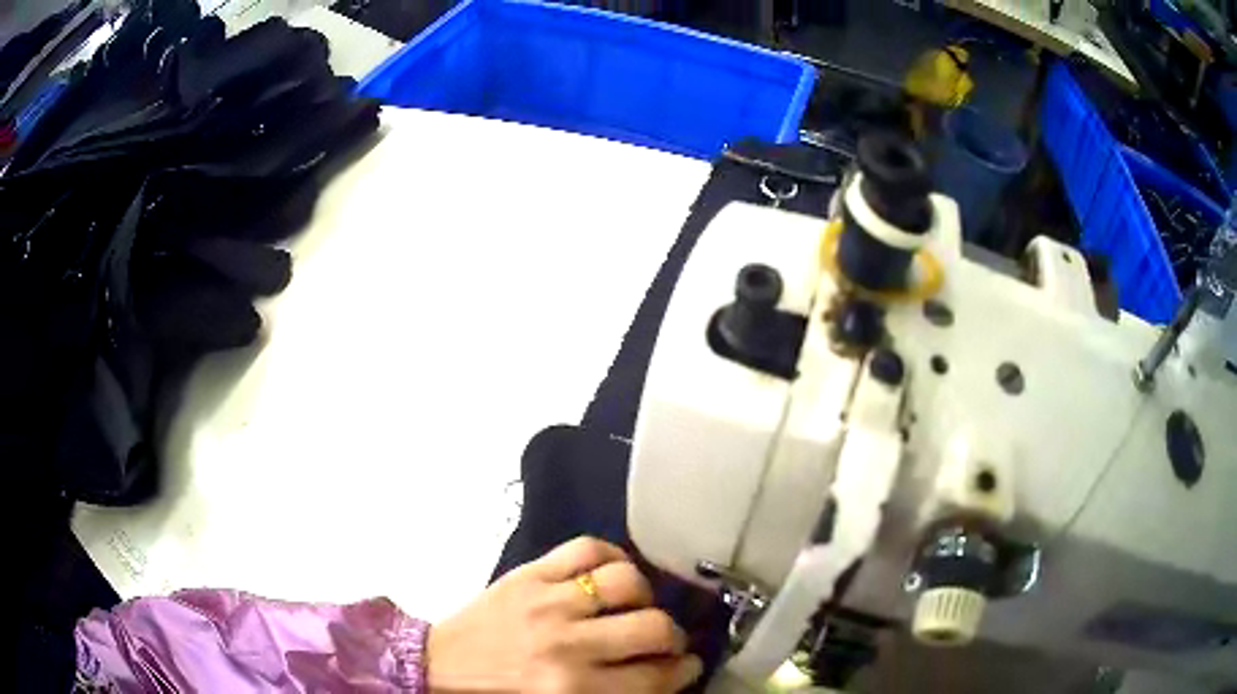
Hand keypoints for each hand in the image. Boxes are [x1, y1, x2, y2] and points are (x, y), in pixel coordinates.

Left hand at [427, 537, 703, 692]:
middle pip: (653, 627)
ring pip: (627, 581)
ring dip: (644, 594)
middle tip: (665, 639)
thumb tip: (665, 675)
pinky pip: (587, 548)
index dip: (683, 670)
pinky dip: (611, 554)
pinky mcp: (529, 573)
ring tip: (636, 604)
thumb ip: (615, 693)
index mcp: (574, 689)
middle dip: (671, 635)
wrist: (439, 666)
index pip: (654, 676)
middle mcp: (568, 644)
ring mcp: (548, 601)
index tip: (687, 665)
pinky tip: (612, 570)